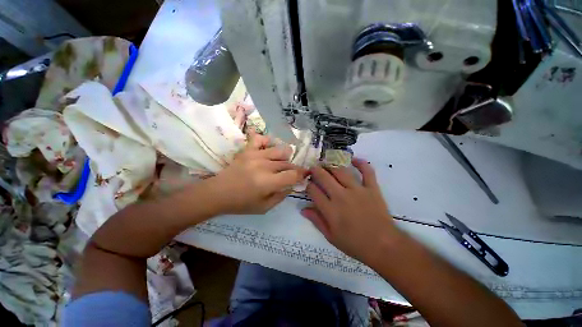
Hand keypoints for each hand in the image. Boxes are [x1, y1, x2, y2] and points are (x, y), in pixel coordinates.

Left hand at [208, 131, 306, 214]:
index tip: (304, 175)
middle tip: (292, 173)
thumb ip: (281, 196)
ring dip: (285, 156)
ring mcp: (255, 155)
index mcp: (268, 182)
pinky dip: (267, 141)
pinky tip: (268, 149)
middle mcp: (264, 166)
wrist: (218, 193)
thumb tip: (292, 185)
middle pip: (288, 163)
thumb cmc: (241, 203)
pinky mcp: (247, 150)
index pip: (293, 174)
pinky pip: (261, 139)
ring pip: (280, 150)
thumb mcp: (264, 208)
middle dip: (294, 168)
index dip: (302, 174)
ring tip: (282, 162)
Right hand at [301, 158, 399, 261]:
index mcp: (330, 209)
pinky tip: (353, 159)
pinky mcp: (372, 188)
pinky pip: (367, 171)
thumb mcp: (331, 237)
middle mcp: (341, 196)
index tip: (307, 182)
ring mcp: (357, 190)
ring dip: (331, 165)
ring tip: (327, 164)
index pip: (313, 190)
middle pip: (324, 177)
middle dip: (316, 170)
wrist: (384, 246)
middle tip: (313, 168)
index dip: (308, 184)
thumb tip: (302, 209)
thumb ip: (316, 221)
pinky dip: (361, 163)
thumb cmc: (355, 244)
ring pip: (341, 171)